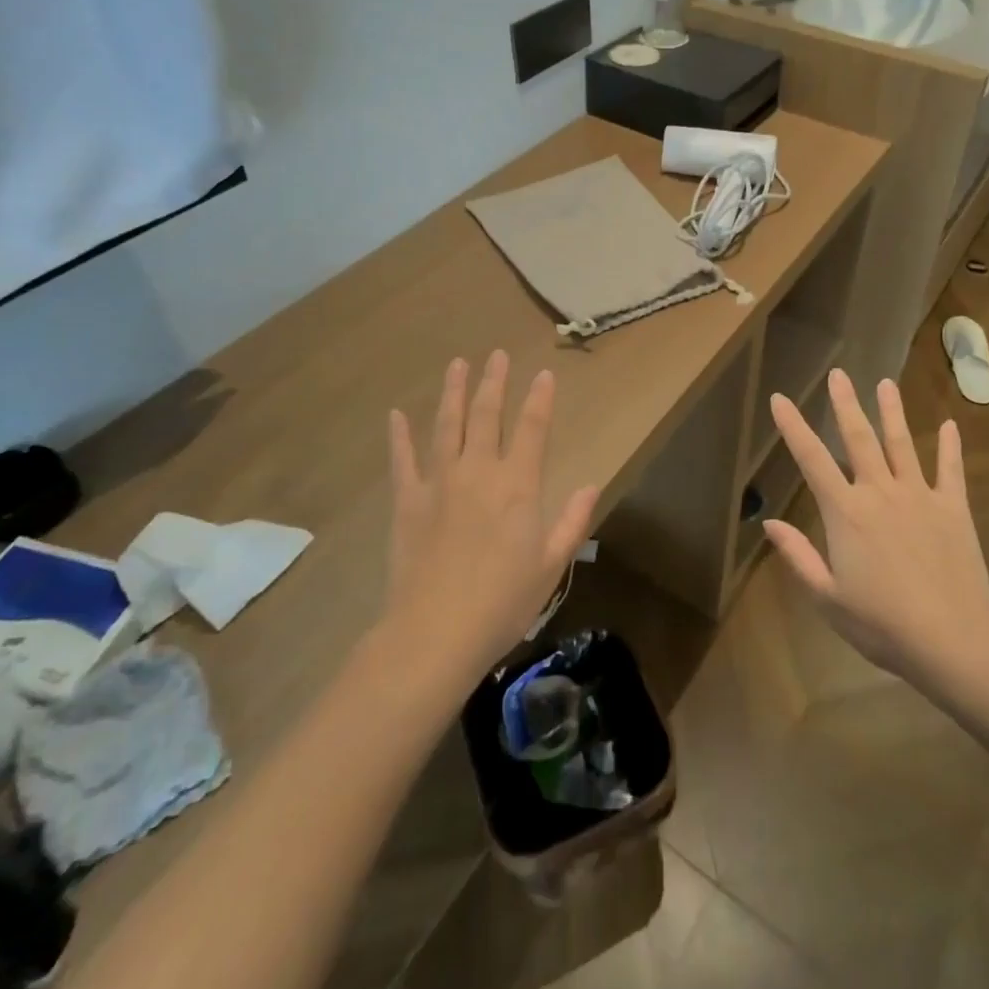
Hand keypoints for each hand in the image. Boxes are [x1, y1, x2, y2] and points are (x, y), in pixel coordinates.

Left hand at [385, 352, 598, 668]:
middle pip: (487, 415)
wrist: (434, 633)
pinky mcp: (408, 501)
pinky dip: (400, 435)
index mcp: (518, 485)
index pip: (532, 429)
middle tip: (496, 355)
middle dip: (494, 383)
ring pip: (447, 426)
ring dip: (453, 393)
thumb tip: (591, 485)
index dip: (539, 399)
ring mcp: (439, 483)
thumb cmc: (502, 603)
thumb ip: (572, 521)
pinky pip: (403, 460)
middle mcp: (479, 472)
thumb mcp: (550, 566)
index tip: (543, 374)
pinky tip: (397, 414)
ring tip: (457, 364)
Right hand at [765, 369, 988, 684]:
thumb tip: (769, 522)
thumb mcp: (827, 597)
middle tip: (838, 374)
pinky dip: (950, 447)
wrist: (952, 638)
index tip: (780, 398)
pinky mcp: (953, 508)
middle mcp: (879, 492)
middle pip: (859, 439)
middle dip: (846, 404)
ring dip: (892, 412)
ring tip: (886, 384)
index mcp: (845, 512)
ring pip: (902, 444)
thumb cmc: (882, 623)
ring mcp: (919, 496)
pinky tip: (950, 425)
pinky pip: (951, 470)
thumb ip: (798, 556)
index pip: (812, 460)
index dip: (793, 427)